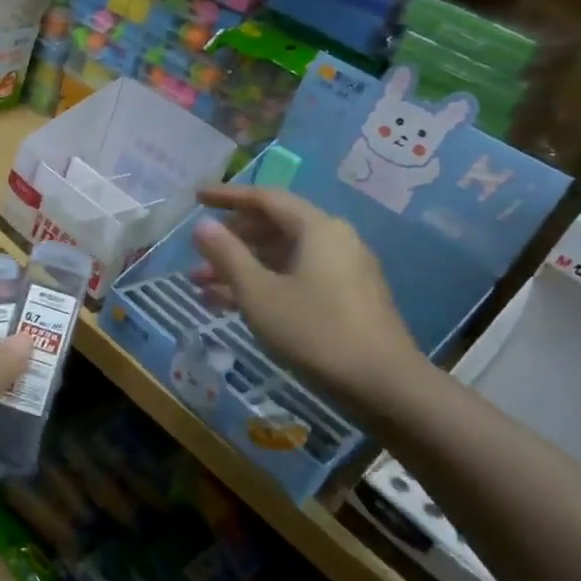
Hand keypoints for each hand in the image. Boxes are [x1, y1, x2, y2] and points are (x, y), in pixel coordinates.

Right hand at [191, 185, 422, 409]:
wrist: (383, 385)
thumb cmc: (315, 331)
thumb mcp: (259, 293)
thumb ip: (227, 255)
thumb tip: (202, 225)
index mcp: (318, 228)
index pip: (266, 198)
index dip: (227, 196)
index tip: (196, 197)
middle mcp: (334, 241)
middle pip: (273, 228)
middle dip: (231, 241)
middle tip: (197, 252)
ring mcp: (341, 272)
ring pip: (281, 258)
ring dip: (241, 268)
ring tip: (200, 285)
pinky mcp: (344, 300)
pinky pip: (294, 279)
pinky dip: (262, 286)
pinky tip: (228, 305)